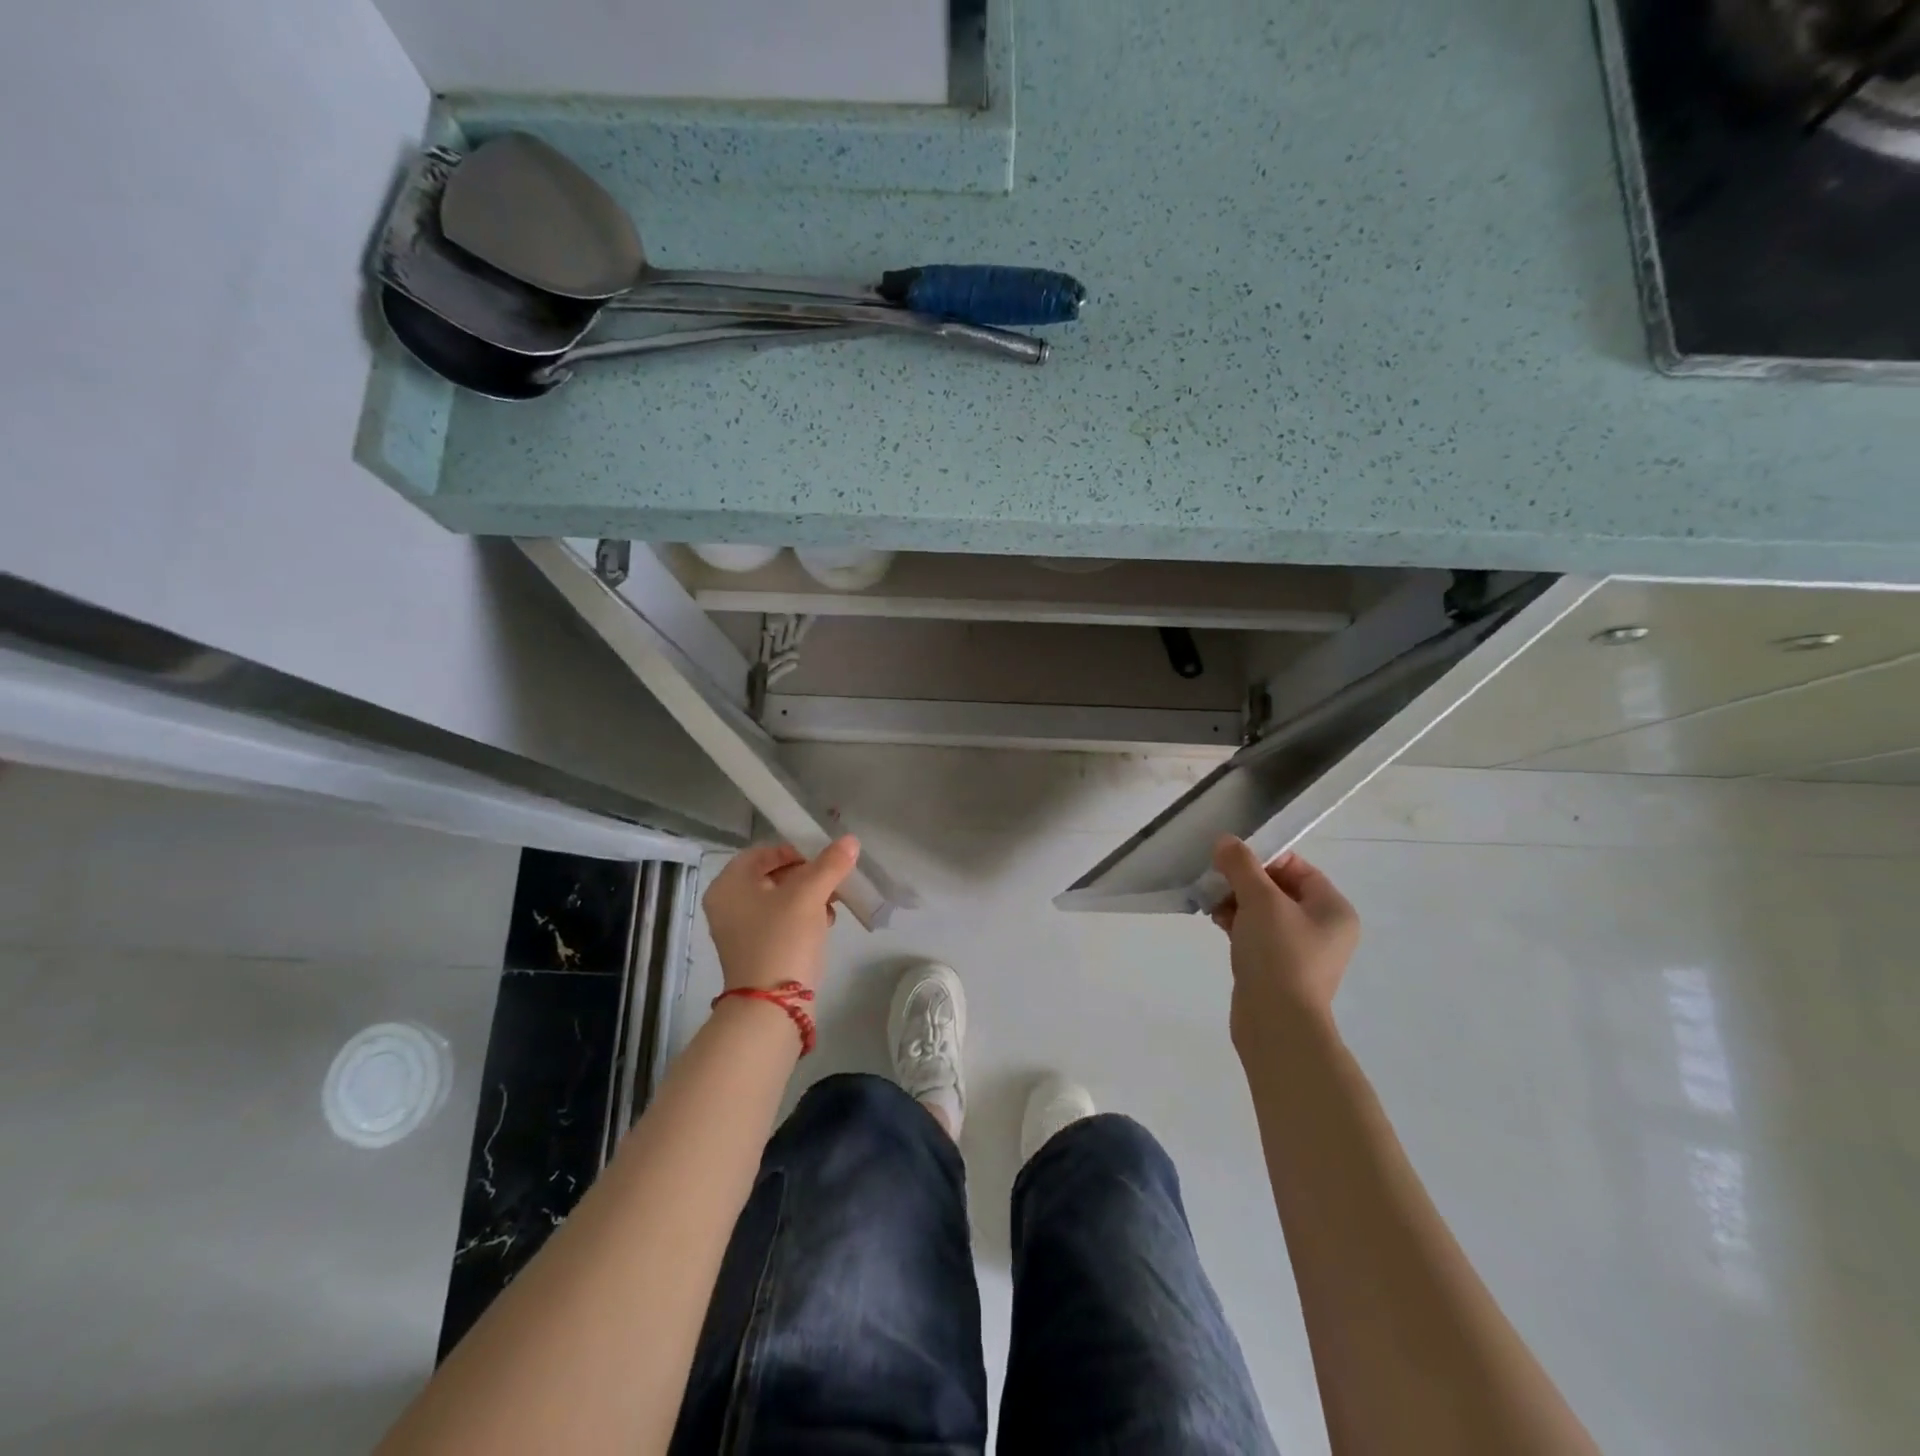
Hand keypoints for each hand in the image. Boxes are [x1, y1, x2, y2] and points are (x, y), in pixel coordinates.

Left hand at [701, 837, 859, 993]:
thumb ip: (830, 864)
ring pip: (780, 900)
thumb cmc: (783, 939)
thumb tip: (851, 840)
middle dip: (808, 875)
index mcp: (729, 884)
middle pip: (773, 875)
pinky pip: (781, 922)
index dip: (797, 850)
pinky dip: (803, 918)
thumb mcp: (809, 895)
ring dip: (809, 897)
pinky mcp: (756, 951)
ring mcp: (740, 930)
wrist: (772, 1007)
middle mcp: (728, 904)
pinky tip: (826, 923)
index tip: (825, 860)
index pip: (764, 852)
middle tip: (834, 880)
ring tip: (835, 902)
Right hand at [1210, 836, 1358, 1048]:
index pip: (1297, 867)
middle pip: (1278, 888)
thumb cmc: (1278, 955)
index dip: (1263, 859)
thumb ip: (1242, 865)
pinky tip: (1216, 923)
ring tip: (1212, 905)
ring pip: (1264, 912)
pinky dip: (1237, 925)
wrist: (1277, 1024)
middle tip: (1216, 883)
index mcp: (1333, 908)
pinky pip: (1257, 934)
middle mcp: (1324, 928)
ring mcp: (1301, 950)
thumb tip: (1226, 841)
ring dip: (1236, 902)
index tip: (1231, 861)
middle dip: (1243, 882)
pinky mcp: (1279, 968)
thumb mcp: (1260, 901)